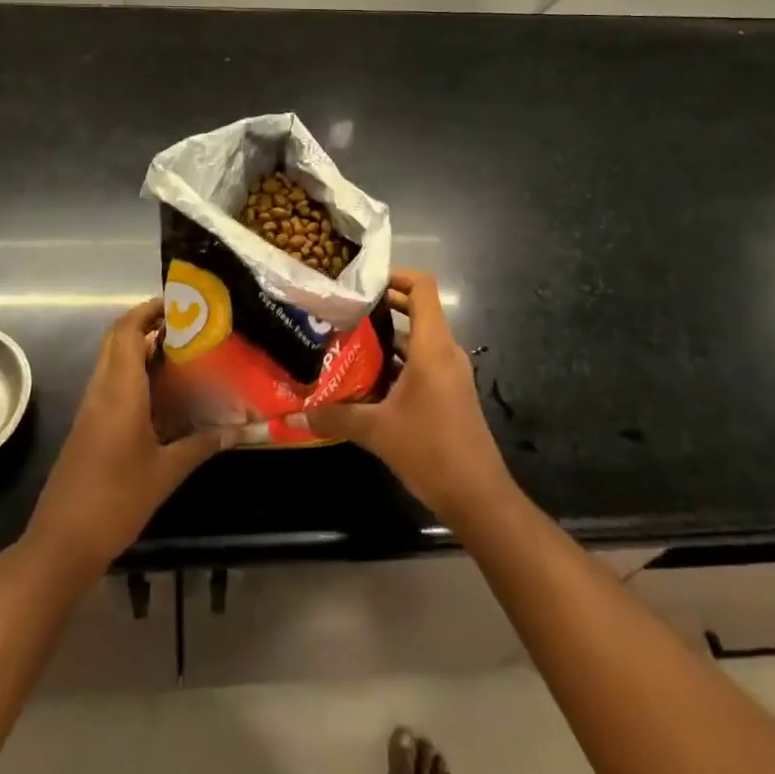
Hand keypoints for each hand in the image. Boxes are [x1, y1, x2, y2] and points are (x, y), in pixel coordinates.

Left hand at [23, 299, 231, 579]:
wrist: (61, 543)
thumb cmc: (116, 501)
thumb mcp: (166, 473)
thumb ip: (201, 445)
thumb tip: (237, 429)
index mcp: (120, 391)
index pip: (127, 331)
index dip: (148, 310)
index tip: (178, 303)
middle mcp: (101, 390)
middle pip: (117, 339)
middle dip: (146, 323)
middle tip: (185, 324)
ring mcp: (90, 408)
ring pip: (112, 360)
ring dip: (139, 347)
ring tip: (180, 351)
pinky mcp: (87, 425)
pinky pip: (110, 383)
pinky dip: (133, 373)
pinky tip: (161, 392)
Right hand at [304, 270, 513, 529]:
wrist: (479, 498)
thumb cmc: (431, 451)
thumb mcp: (377, 432)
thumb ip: (336, 417)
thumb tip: (296, 414)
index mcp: (433, 347)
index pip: (422, 288)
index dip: (396, 275)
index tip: (363, 281)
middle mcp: (445, 352)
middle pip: (417, 310)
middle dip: (382, 306)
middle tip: (345, 308)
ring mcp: (449, 373)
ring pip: (416, 339)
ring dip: (386, 337)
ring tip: (346, 340)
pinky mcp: (449, 392)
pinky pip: (421, 362)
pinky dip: (396, 362)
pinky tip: (366, 379)